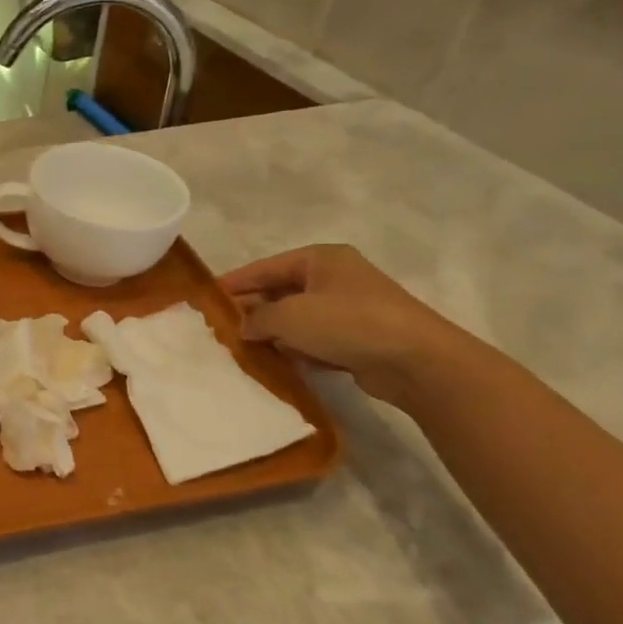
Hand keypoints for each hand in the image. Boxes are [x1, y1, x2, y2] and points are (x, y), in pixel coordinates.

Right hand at [221, 244, 478, 407]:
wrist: (416, 360)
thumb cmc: (347, 323)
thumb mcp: (289, 316)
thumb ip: (256, 318)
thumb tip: (244, 326)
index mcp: (319, 259)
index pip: (265, 267)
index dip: (234, 282)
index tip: (206, 297)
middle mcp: (335, 278)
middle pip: (280, 292)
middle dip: (253, 310)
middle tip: (222, 328)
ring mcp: (349, 308)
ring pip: (297, 318)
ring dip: (274, 333)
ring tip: (244, 350)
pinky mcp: (359, 338)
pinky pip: (316, 340)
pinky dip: (298, 349)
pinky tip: (279, 364)